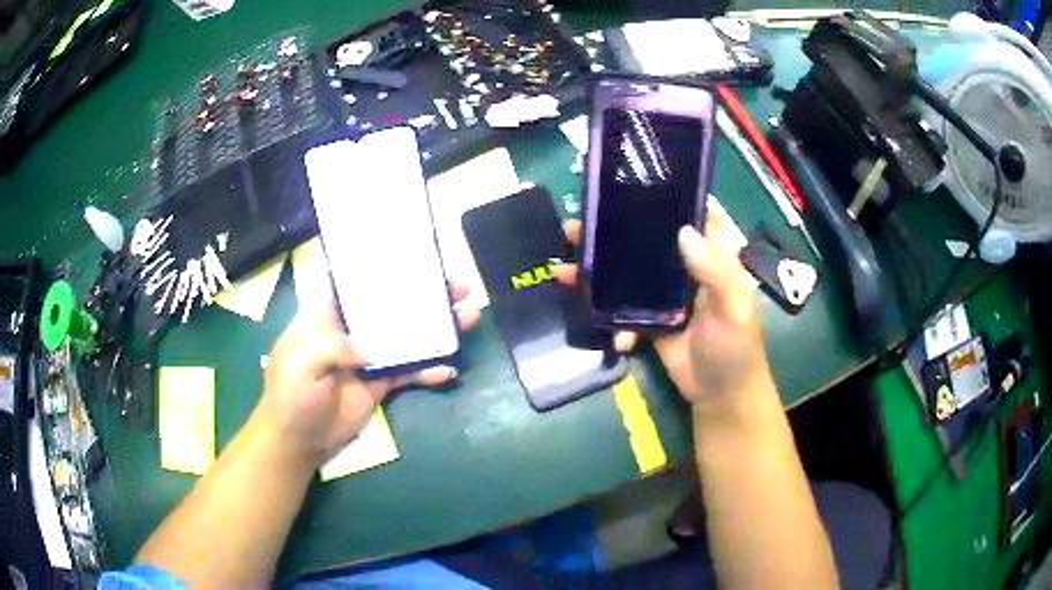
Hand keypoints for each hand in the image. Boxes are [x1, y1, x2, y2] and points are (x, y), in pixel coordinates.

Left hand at [254, 282, 480, 464]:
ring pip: (406, 337)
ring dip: (436, 330)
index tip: (416, 258)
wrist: (298, 440)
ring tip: (468, 317)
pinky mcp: (380, 383)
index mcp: (328, 316)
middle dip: (424, 296)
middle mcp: (352, 331)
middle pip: (391, 307)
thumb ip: (333, 346)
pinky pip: (409, 372)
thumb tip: (371, 350)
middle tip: (459, 287)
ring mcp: (369, 357)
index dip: (383, 270)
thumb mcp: (300, 361)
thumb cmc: (290, 394)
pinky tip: (449, 369)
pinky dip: (428, 371)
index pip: (357, 285)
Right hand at [553, 206, 771, 406]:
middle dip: (612, 232)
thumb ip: (715, 271)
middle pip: (646, 239)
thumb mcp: (734, 309)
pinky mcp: (649, 319)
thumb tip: (683, 232)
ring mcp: (664, 293)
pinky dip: (612, 320)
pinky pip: (623, 309)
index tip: (628, 184)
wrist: (720, 396)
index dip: (664, 197)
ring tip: (564, 269)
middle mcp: (685, 267)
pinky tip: (614, 338)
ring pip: (627, 271)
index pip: (690, 214)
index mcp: (712, 256)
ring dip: (597, 271)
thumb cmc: (735, 350)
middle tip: (575, 227)